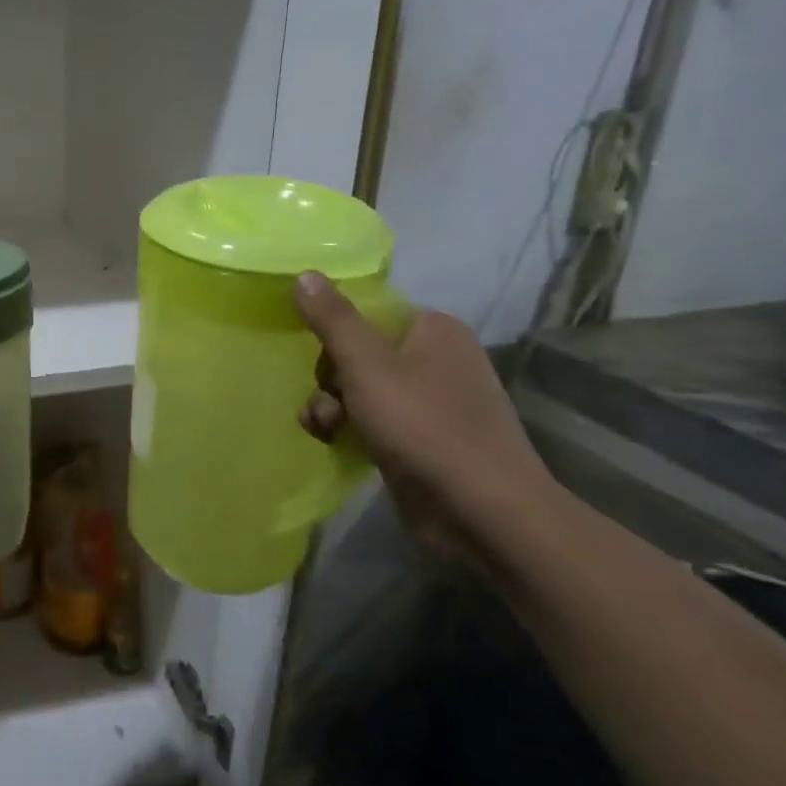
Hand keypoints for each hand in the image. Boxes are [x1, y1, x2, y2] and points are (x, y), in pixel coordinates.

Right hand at [292, 272, 554, 562]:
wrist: (481, 511)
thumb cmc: (423, 425)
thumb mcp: (366, 365)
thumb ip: (333, 319)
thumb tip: (304, 274)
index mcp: (433, 330)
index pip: (367, 314)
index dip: (335, 336)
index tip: (319, 359)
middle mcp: (437, 360)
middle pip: (358, 353)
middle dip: (328, 379)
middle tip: (327, 402)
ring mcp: (432, 403)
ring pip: (359, 391)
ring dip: (331, 407)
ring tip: (324, 429)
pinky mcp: (423, 441)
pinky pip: (373, 421)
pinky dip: (350, 429)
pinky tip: (335, 443)